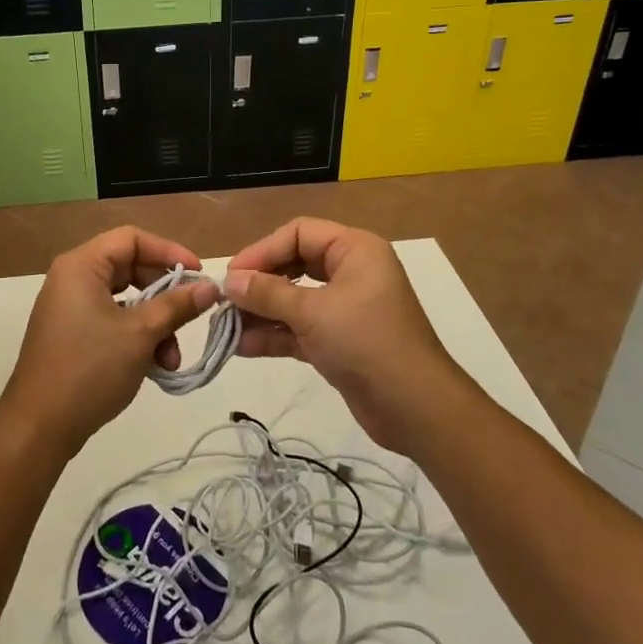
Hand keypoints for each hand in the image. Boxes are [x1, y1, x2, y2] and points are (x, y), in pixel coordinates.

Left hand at [0, 227, 219, 457]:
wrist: (39, 427)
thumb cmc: (90, 369)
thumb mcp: (141, 334)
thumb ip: (177, 305)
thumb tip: (211, 287)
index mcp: (82, 266)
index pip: (132, 239)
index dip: (169, 252)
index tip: (198, 275)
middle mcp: (72, 279)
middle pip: (130, 269)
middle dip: (165, 296)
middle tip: (191, 316)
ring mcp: (70, 308)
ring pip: (125, 300)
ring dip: (155, 324)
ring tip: (171, 359)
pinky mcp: (72, 334)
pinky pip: (112, 321)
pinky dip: (136, 337)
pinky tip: (155, 365)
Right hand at [225, 218, 465, 453]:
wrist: (416, 409)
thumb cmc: (367, 343)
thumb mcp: (313, 313)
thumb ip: (268, 294)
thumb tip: (229, 281)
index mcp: (354, 250)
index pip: (299, 234)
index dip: (263, 250)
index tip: (233, 275)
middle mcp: (350, 272)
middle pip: (293, 265)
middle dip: (259, 283)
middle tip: (226, 300)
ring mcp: (344, 308)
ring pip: (293, 299)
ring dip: (261, 312)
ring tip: (226, 328)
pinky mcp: (338, 341)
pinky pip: (299, 328)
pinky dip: (274, 335)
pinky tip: (242, 347)